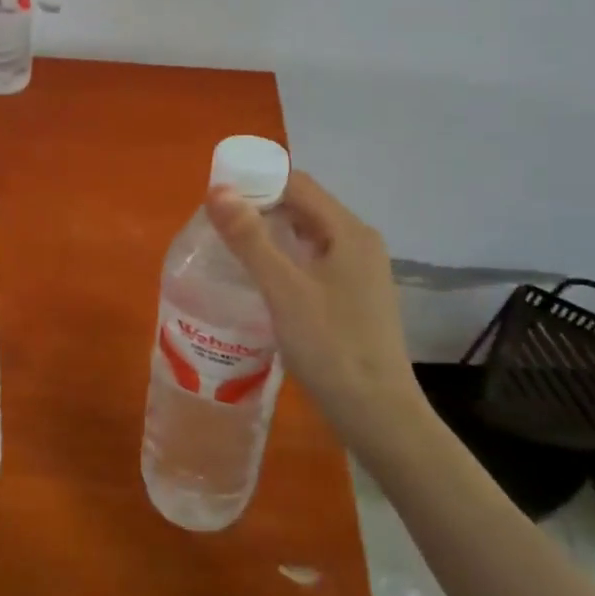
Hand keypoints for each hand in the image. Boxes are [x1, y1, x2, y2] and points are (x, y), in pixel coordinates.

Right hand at [206, 172, 428, 463]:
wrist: (378, 415)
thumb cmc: (331, 346)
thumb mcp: (283, 289)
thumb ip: (250, 238)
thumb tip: (217, 190)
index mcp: (348, 231)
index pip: (297, 184)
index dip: (255, 180)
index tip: (216, 195)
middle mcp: (358, 243)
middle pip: (303, 206)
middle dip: (259, 205)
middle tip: (215, 221)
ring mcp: (359, 271)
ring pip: (307, 234)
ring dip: (270, 232)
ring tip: (229, 245)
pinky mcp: (353, 297)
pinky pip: (312, 260)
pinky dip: (284, 256)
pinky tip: (259, 276)